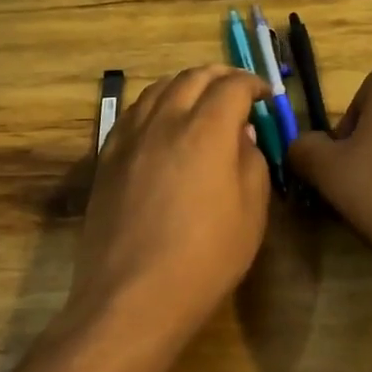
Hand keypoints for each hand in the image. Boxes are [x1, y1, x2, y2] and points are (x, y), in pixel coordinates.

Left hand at [68, 66, 273, 342]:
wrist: (133, 296)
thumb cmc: (205, 258)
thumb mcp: (251, 212)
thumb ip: (251, 160)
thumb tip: (241, 133)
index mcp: (206, 130)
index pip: (232, 86)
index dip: (253, 84)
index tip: (264, 95)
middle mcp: (165, 121)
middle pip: (192, 77)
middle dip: (220, 76)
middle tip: (237, 89)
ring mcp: (129, 137)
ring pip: (158, 89)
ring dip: (185, 85)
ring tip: (200, 99)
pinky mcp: (107, 157)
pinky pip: (133, 113)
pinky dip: (156, 104)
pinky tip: (163, 123)